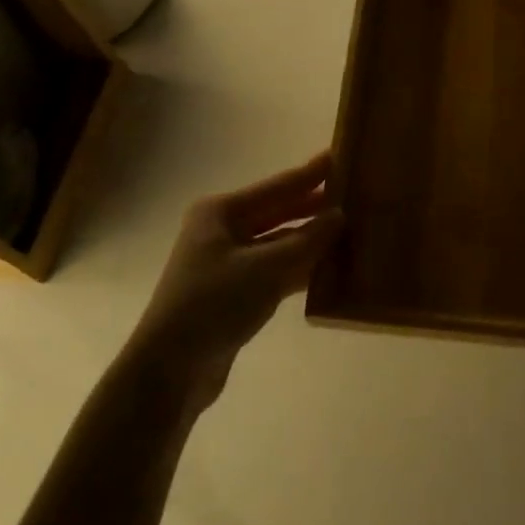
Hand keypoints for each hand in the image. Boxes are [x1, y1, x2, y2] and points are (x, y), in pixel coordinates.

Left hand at [130, 152, 341, 403]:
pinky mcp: (234, 294)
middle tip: (354, 194)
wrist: (170, 369)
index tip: (339, 156)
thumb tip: (340, 215)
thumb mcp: (266, 268)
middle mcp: (222, 232)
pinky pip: (275, 271)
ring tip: (351, 230)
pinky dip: (299, 269)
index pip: (277, 187)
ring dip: (310, 241)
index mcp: (221, 212)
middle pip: (277, 212)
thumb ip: (307, 241)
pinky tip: (329, 269)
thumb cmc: (214, 303)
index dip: (309, 174)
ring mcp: (227, 264)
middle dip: (313, 206)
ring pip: (278, 244)